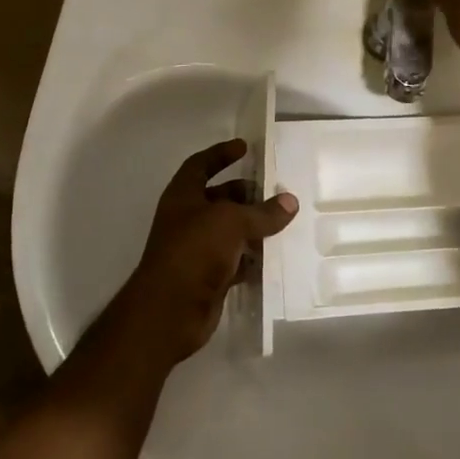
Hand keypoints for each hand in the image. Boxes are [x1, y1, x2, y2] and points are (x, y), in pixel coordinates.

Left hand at [120, 139, 297, 361]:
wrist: (170, 310)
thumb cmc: (194, 251)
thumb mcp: (231, 222)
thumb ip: (262, 212)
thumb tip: (290, 202)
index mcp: (182, 196)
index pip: (200, 165)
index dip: (220, 154)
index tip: (245, 147)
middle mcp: (187, 219)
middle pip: (219, 198)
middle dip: (245, 194)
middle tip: (275, 193)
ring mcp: (196, 249)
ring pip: (229, 231)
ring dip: (253, 227)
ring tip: (283, 223)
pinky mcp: (208, 277)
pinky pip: (234, 260)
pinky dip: (252, 258)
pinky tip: (274, 256)